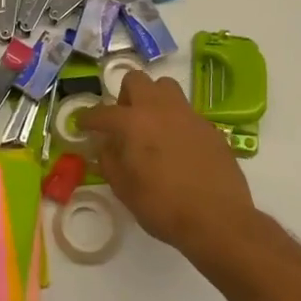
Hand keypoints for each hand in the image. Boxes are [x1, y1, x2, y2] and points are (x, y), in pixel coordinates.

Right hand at [80, 71, 257, 258]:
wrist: (218, 219)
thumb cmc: (163, 206)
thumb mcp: (124, 189)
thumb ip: (109, 160)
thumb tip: (105, 145)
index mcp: (133, 122)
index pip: (102, 112)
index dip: (88, 118)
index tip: (82, 124)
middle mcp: (159, 109)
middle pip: (136, 80)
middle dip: (124, 96)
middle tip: (124, 121)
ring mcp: (187, 115)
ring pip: (165, 87)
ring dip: (153, 100)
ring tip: (152, 126)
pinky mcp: (209, 127)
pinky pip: (186, 112)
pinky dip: (175, 121)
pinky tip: (177, 147)